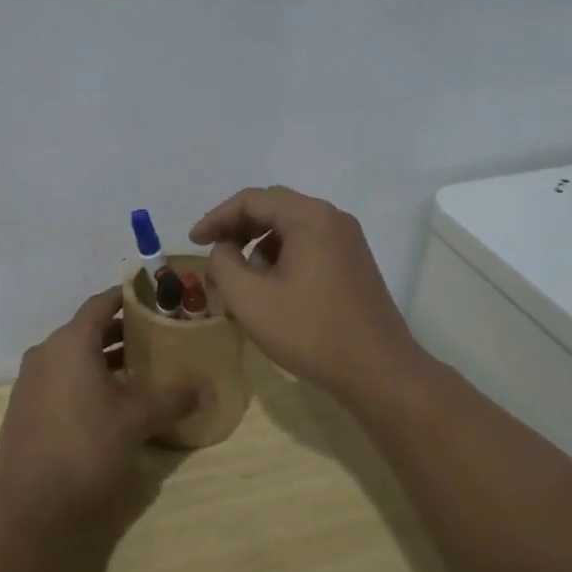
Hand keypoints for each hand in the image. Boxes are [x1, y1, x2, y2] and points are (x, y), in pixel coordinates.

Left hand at [0, 289, 199, 538]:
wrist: (27, 505)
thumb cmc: (85, 447)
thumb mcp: (136, 420)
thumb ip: (171, 398)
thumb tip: (205, 386)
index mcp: (71, 342)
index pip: (101, 304)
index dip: (127, 298)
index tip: (155, 299)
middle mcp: (47, 352)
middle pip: (88, 330)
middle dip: (122, 331)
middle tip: (157, 336)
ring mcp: (32, 381)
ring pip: (74, 357)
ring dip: (105, 359)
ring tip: (141, 370)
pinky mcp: (25, 408)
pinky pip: (61, 379)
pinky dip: (86, 379)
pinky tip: (110, 402)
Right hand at [191, 186, 425, 401]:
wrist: (378, 371)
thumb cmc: (310, 331)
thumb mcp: (250, 298)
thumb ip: (223, 264)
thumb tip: (224, 250)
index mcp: (309, 218)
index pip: (252, 200)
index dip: (217, 218)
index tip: (193, 242)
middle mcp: (332, 219)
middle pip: (273, 209)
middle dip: (237, 230)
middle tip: (213, 255)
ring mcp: (348, 241)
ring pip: (291, 230)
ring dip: (259, 247)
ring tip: (240, 282)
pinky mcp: (353, 264)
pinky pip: (308, 247)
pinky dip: (282, 259)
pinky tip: (271, 291)